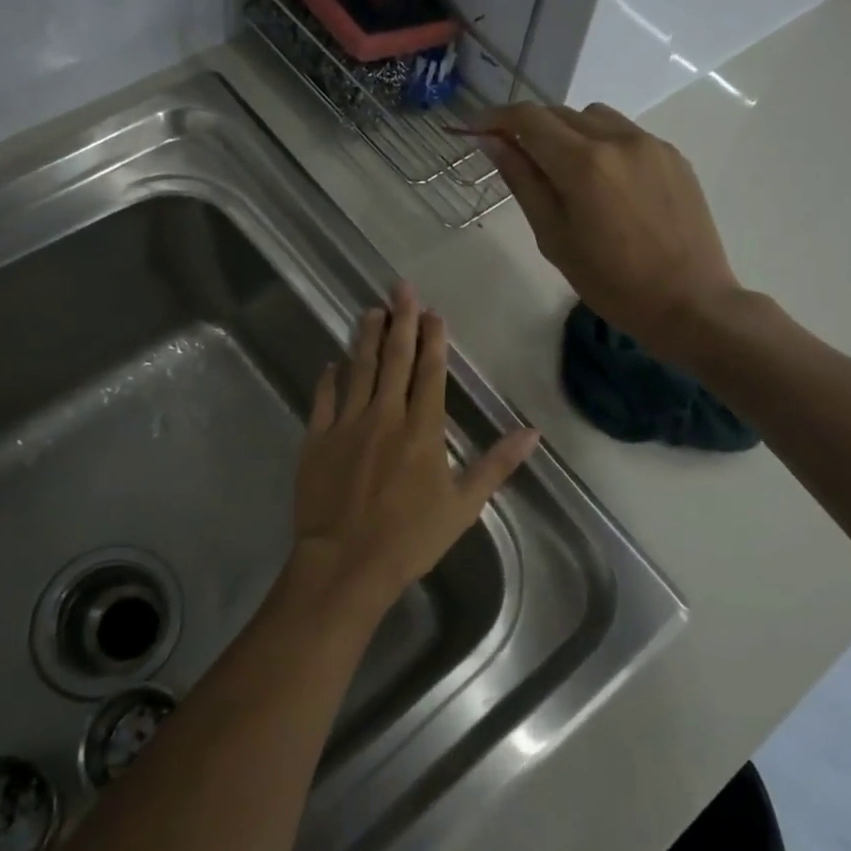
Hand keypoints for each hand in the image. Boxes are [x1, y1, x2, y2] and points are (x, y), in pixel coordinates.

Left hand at [284, 282, 538, 623]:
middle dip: (400, 321)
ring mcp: (347, 424)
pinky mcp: (317, 439)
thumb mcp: (463, 506)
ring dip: (366, 338)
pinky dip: (329, 378)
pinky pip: (323, 399)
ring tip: (371, 311)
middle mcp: (385, 416)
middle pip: (394, 359)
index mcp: (422, 430)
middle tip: (401, 288)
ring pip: (358, 369)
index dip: (433, 339)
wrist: (346, 562)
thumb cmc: (410, 538)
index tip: (433, 312)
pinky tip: (332, 363)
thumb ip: (496, 464)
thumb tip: (533, 432)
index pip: (430, 373)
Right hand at [477, 102, 743, 361]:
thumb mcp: (554, 238)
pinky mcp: (674, 156)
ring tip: (563, 173)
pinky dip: (602, 144)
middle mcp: (619, 139)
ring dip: (567, 132)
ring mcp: (651, 144)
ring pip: (594, 117)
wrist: (689, 302)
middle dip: (529, 128)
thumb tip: (492, 142)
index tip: (474, 128)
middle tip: (513, 158)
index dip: (494, 117)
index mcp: (584, 164)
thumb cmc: (611, 283)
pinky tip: (605, 185)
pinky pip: (625, 134)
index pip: (528, 119)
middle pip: (560, 113)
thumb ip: (523, 182)